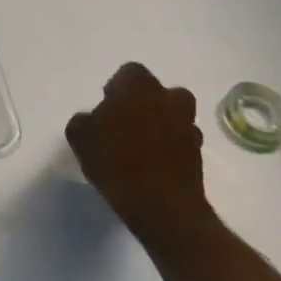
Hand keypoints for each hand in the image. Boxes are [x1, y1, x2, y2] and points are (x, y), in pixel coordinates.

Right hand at [65, 63, 218, 259]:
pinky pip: (181, 143)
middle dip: (144, 104)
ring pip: (173, 117)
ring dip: (160, 126)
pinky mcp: (200, 156)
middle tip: (125, 125)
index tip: (107, 110)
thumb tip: (93, 119)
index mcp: (140, 86)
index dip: (116, 89)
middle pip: (157, 93)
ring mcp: (189, 127)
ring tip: (140, 148)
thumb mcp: (80, 137)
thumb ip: (84, 120)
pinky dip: (170, 150)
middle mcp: (170, 99)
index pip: (129, 73)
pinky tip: (153, 167)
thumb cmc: (117, 161)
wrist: (163, 208)